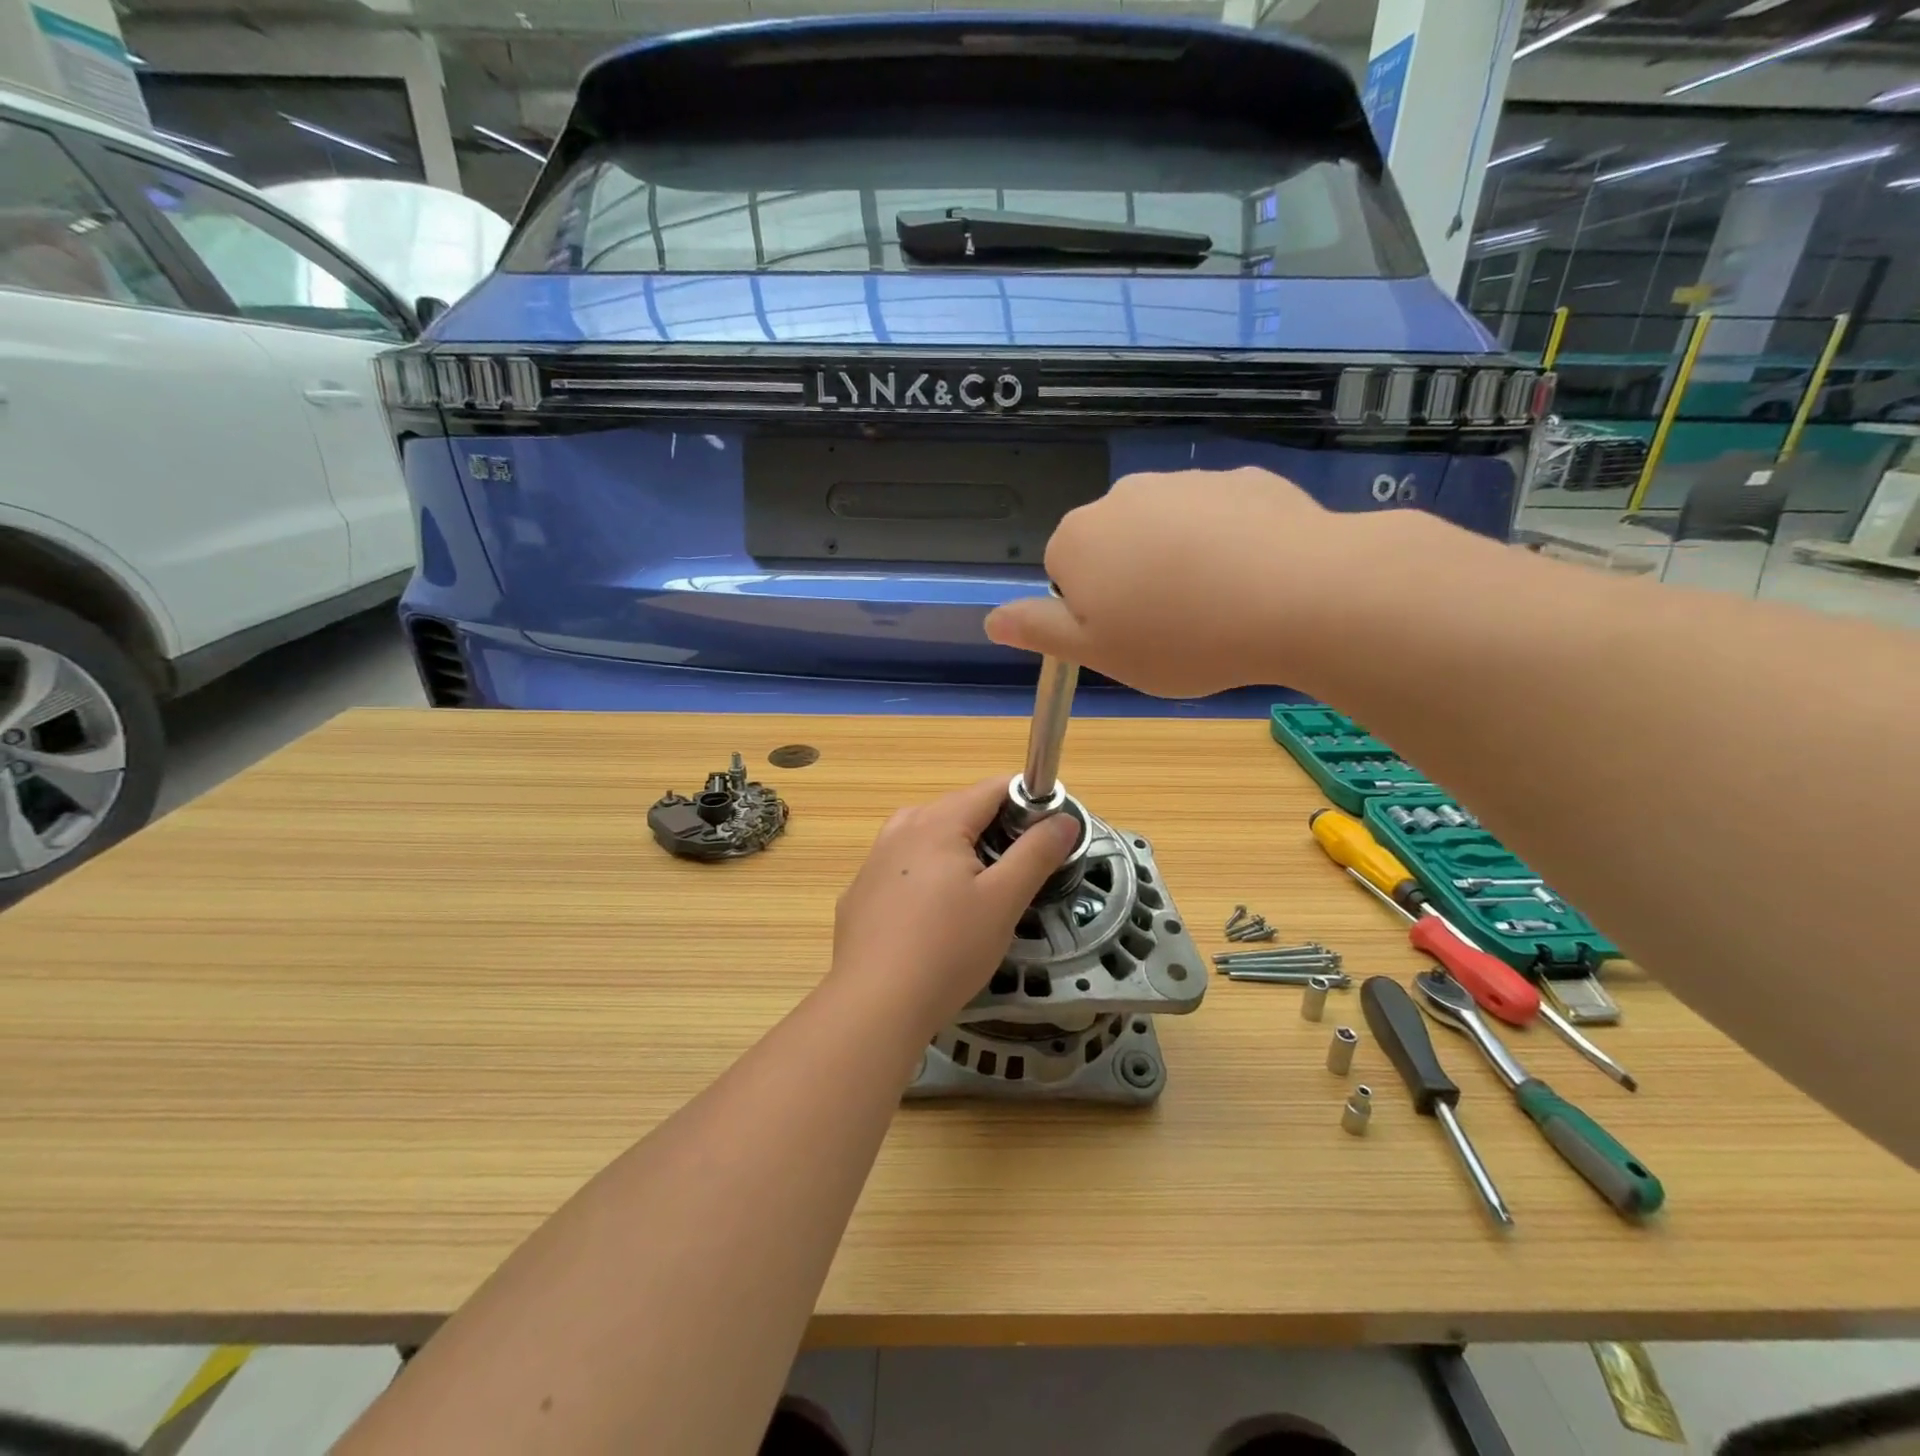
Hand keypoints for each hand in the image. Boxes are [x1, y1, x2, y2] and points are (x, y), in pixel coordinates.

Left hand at [830, 777, 1078, 1039]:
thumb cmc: (948, 949)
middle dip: (994, 831)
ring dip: (959, 854)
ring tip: (977, 897)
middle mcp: (900, 828)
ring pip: (928, 839)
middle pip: (959, 811)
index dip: (1027, 803)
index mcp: (937, 822)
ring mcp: (873, 861)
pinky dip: (926, 879)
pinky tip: (932, 920)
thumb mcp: (1004, 901)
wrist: (874, 1006)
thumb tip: (1064, 818)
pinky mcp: (859, 893)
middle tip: (1017, 876)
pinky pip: (903, 869)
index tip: (1048, 836)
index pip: (992, 788)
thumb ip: (1036, 853)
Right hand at [984, 467, 1389, 697]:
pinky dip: (1225, 543)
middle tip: (1170, 627)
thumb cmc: (1180, 637)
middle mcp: (1122, 496)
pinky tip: (1251, 578)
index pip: (1063, 575)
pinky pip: (1216, 517)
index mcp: (1078, 538)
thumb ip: (1039, 631)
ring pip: (1165, 529)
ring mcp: (1185, 480)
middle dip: (1132, 580)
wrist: (1296, 595)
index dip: (1093, 612)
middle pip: (1113, 545)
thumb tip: (991, 618)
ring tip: (1216, 606)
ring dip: (1178, 561)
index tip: (1128, 637)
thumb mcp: (1098, 653)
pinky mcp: (1241, 478)